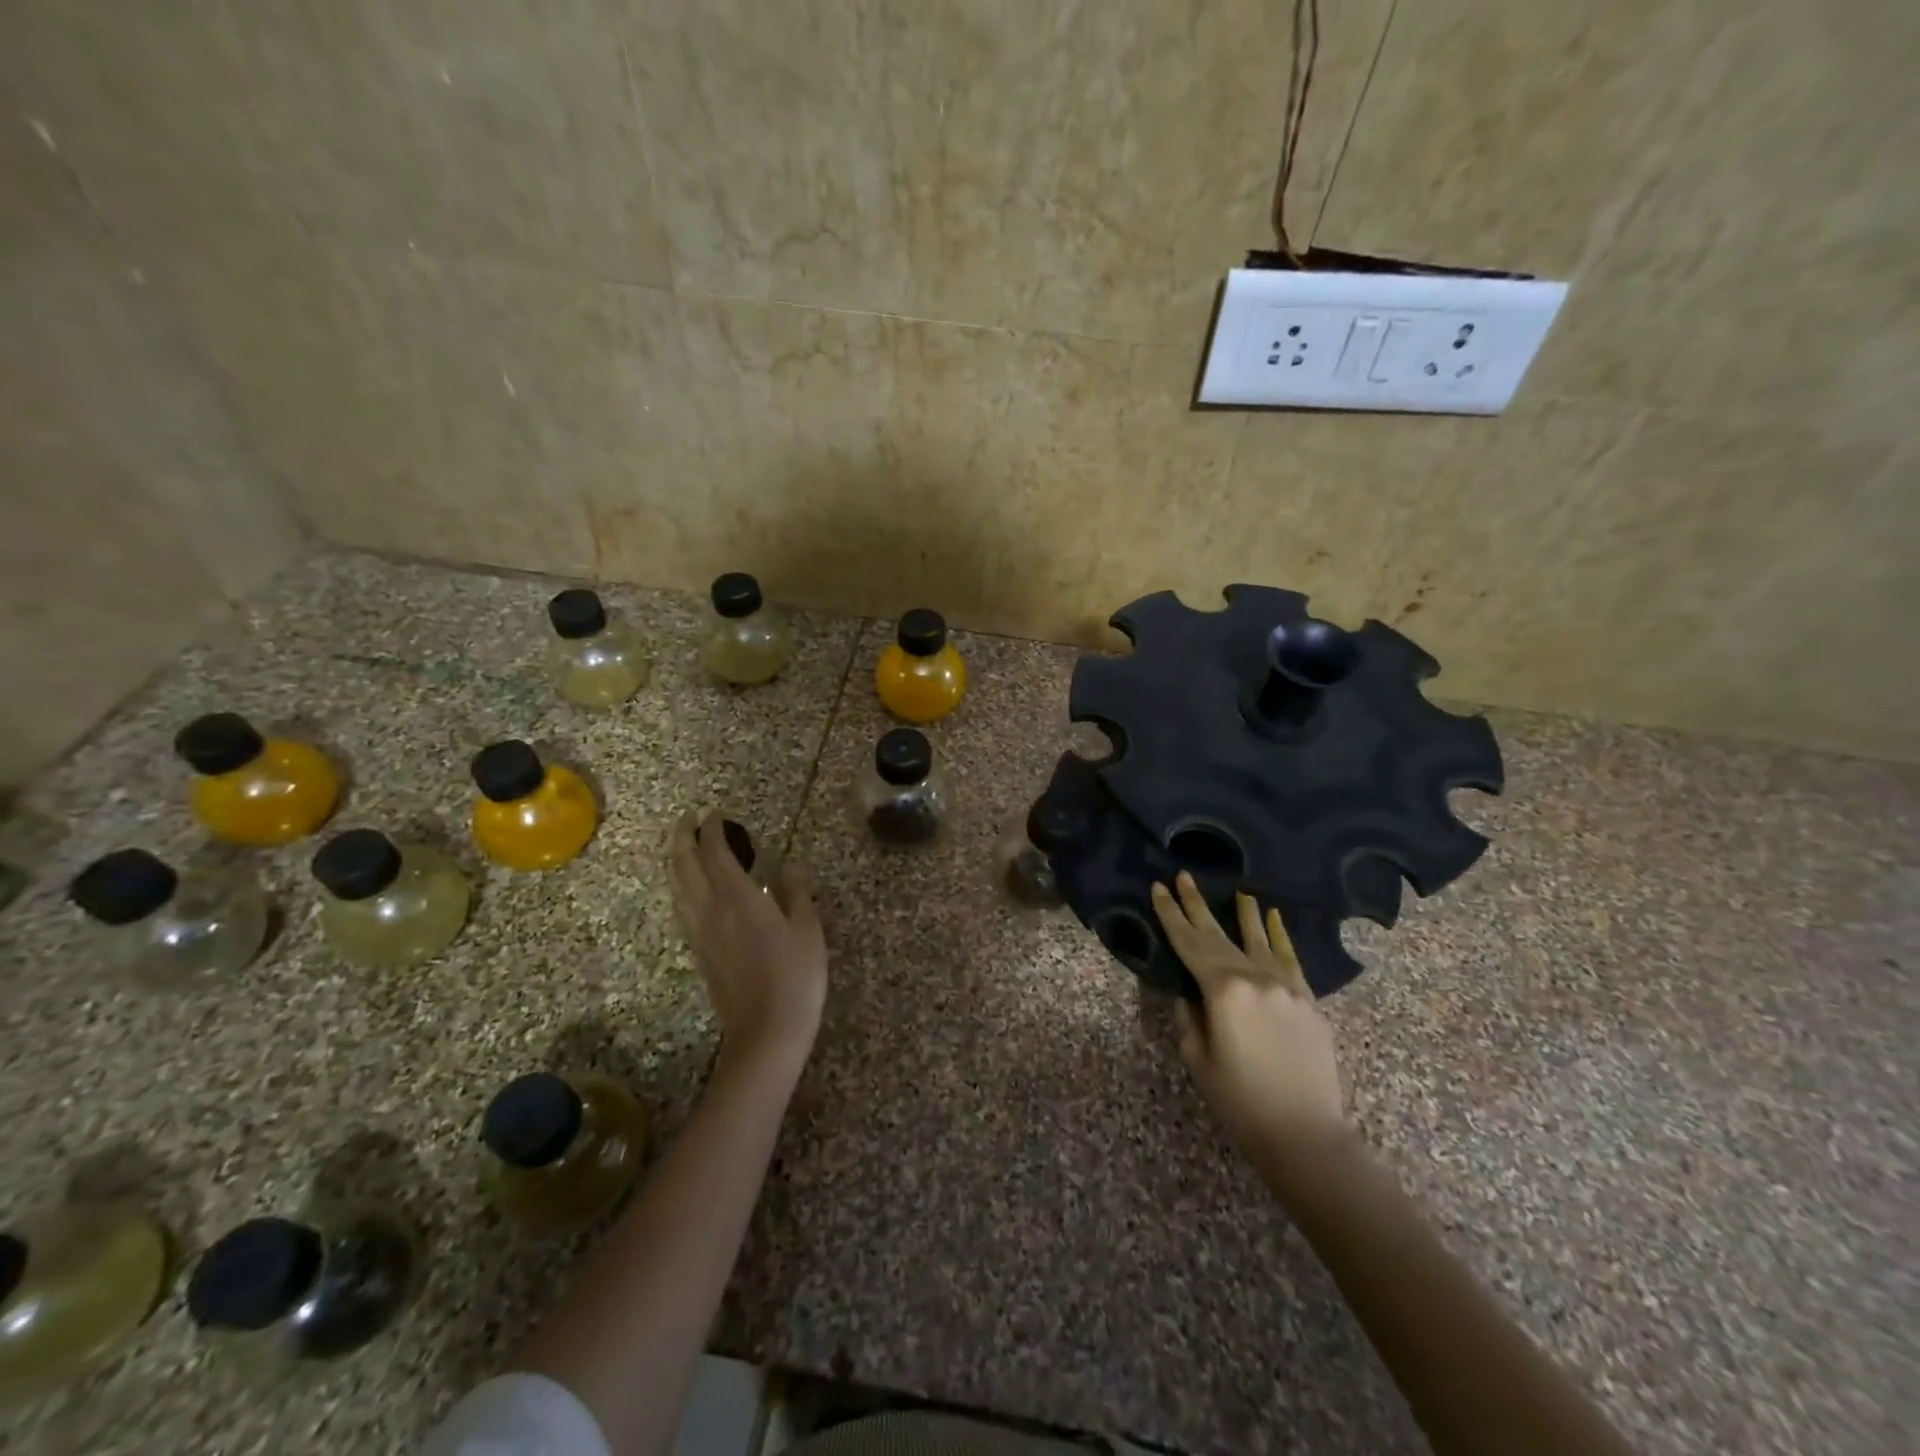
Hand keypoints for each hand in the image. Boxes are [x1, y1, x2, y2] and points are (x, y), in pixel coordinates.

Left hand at [669, 811, 827, 1080]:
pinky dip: (681, 887)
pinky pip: (682, 908)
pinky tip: (689, 889)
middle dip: (682, 838)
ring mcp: (700, 933)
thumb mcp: (808, 928)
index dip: (713, 830)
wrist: (766, 1031)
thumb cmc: (795, 976)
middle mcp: (711, 909)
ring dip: (676, 861)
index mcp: (738, 897)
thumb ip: (796, 892)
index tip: (715, 813)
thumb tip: (790, 867)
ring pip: (677, 887)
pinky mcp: (699, 952)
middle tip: (687, 819)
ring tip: (682, 846)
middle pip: (685, 865)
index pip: (716, 853)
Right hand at [1152, 873, 1348, 1165]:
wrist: (1304, 1133)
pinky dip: (1279, 935)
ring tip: (1236, 890)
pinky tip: (1274, 916)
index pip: (1188, 943)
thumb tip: (1189, 990)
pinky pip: (1290, 957)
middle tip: (1183, 875)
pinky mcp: (1307, 999)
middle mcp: (1254, 976)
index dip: (1170, 914)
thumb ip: (1189, 1014)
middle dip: (1196, 904)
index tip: (1158, 888)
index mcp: (1221, 989)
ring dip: (1243, 913)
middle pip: (1218, 934)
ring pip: (1257, 939)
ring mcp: (1286, 985)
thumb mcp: (1197, 1057)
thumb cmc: (1239, 1100)